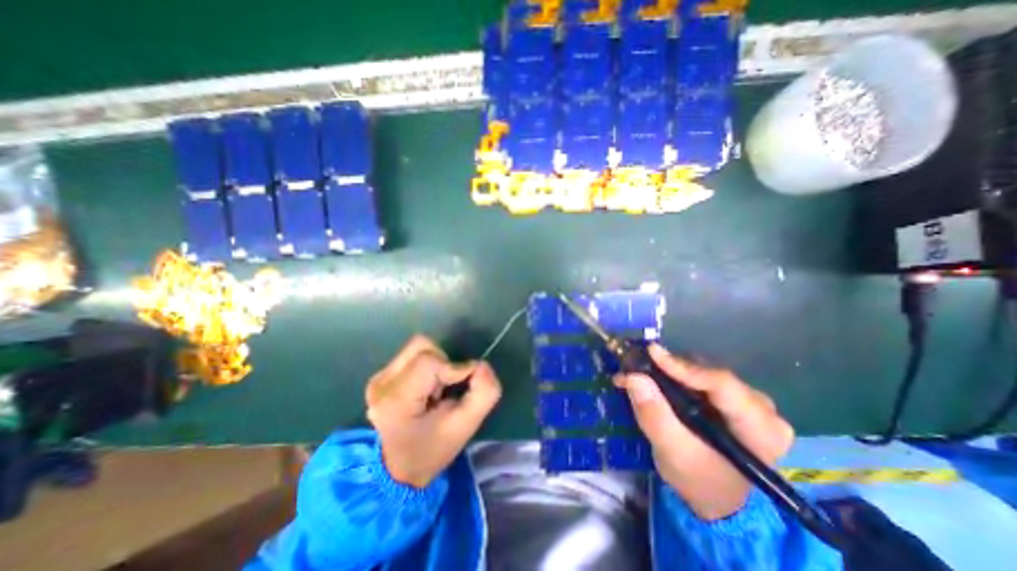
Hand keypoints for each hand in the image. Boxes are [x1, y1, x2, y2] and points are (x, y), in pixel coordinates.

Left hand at [370, 336, 503, 487]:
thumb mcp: (466, 427)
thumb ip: (485, 393)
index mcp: (396, 400)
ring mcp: (378, 378)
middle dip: (444, 364)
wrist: (398, 469)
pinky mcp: (381, 376)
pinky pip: (412, 355)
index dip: (455, 368)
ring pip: (418, 347)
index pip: (430, 362)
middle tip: (445, 390)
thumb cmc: (432, 449)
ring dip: (436, 363)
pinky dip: (427, 366)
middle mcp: (382, 383)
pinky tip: (424, 389)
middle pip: (423, 347)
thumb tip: (481, 365)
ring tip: (435, 390)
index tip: (461, 387)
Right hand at [610, 343, 794, 520]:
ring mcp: (748, 400)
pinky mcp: (731, 397)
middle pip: (709, 374)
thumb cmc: (699, 481)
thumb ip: (655, 416)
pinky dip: (673, 376)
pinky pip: (699, 376)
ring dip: (668, 371)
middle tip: (636, 366)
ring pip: (702, 371)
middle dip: (669, 369)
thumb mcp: (673, 453)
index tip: (651, 353)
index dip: (683, 367)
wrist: (714, 497)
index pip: (723, 385)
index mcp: (761, 428)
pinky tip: (652, 378)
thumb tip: (633, 377)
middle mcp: (761, 408)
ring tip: (639, 374)